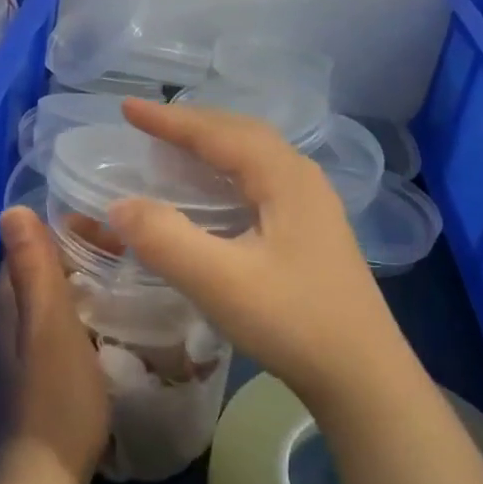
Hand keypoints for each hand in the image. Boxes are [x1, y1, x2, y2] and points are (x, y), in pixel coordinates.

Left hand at [0, 206, 111, 483]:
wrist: (41, 481)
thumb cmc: (54, 399)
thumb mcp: (50, 326)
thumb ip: (33, 268)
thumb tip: (11, 209)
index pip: (34, 245)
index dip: (76, 235)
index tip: (119, 241)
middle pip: (42, 271)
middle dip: (84, 260)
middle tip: (131, 265)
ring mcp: (7, 351)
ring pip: (49, 301)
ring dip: (84, 290)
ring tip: (127, 291)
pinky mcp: (23, 376)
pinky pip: (52, 329)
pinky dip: (79, 319)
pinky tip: (106, 330)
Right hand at [108, 98, 415, 414]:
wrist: (363, 376)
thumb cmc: (294, 322)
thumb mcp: (221, 282)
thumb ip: (166, 239)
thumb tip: (119, 204)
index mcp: (285, 177)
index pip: (218, 133)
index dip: (169, 119)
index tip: (127, 108)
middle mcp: (302, 179)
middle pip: (241, 133)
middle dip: (192, 123)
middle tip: (147, 123)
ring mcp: (312, 205)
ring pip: (254, 156)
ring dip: (212, 144)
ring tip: (174, 146)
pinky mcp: (311, 231)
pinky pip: (260, 180)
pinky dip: (226, 171)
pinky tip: (213, 193)